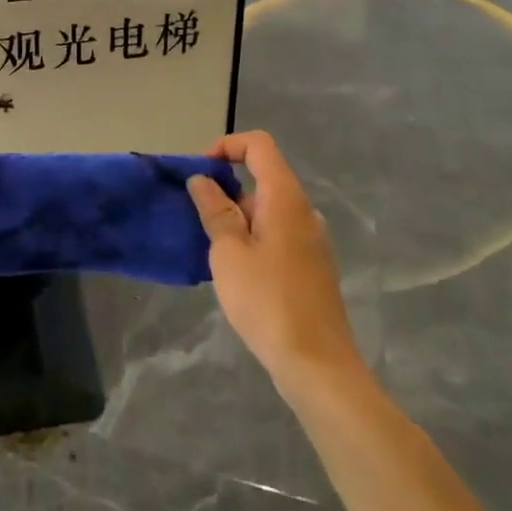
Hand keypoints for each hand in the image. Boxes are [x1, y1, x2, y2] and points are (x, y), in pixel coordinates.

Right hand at [187, 131, 361, 392]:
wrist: (316, 365)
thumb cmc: (267, 301)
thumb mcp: (228, 253)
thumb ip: (215, 211)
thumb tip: (202, 180)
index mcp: (285, 199)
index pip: (258, 146)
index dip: (226, 146)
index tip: (199, 173)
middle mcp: (303, 212)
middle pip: (262, 178)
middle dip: (225, 189)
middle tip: (195, 217)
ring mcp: (310, 241)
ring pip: (267, 210)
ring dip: (235, 218)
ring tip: (209, 249)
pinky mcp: (310, 267)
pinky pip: (276, 235)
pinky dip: (251, 238)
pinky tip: (233, 272)